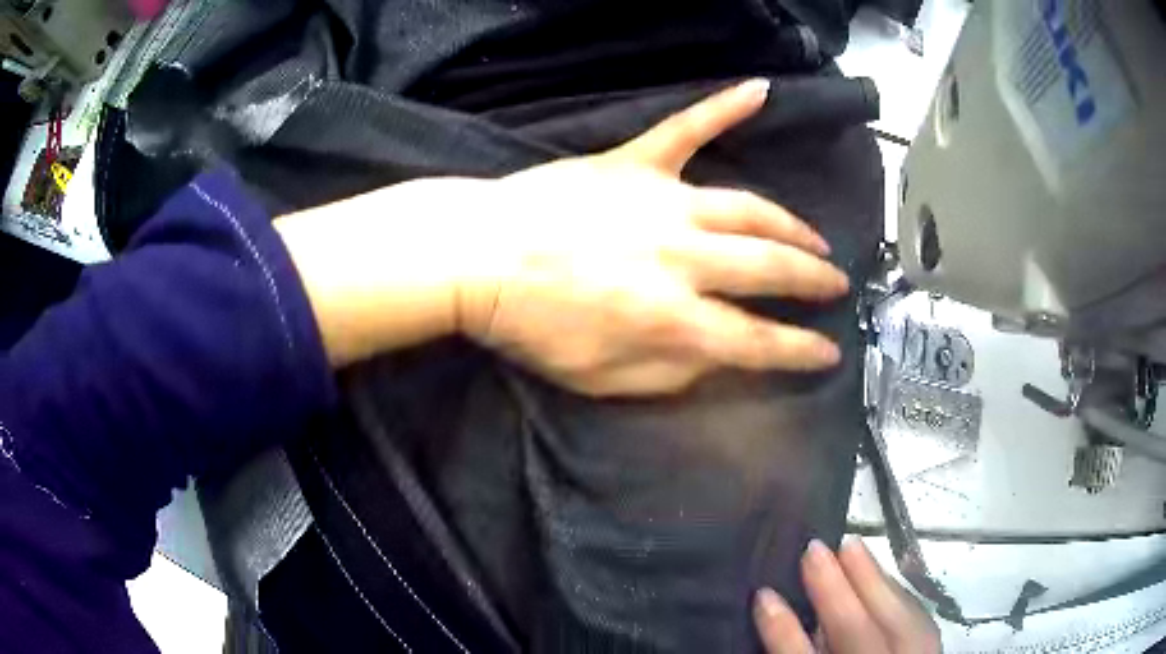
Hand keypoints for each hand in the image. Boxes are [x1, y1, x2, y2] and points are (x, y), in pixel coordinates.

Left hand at [276, 80, 849, 393]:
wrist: (476, 258)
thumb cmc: (531, 327)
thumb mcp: (601, 379)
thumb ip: (671, 375)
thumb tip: (721, 363)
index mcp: (673, 319)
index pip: (760, 342)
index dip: (801, 351)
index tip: (829, 353)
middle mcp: (683, 257)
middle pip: (770, 268)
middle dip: (813, 281)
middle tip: (836, 286)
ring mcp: (662, 202)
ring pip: (749, 207)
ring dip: (791, 224)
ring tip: (814, 239)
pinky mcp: (634, 164)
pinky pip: (687, 129)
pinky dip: (723, 107)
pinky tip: (761, 90)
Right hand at [754, 539, 940, 653]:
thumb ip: (795, 653)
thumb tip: (778, 618)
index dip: (784, 635)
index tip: (763, 596)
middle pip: (861, 640)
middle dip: (838, 594)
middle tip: (814, 549)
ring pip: (901, 626)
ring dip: (876, 584)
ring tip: (852, 548)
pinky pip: (920, 625)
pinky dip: (899, 597)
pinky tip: (883, 579)